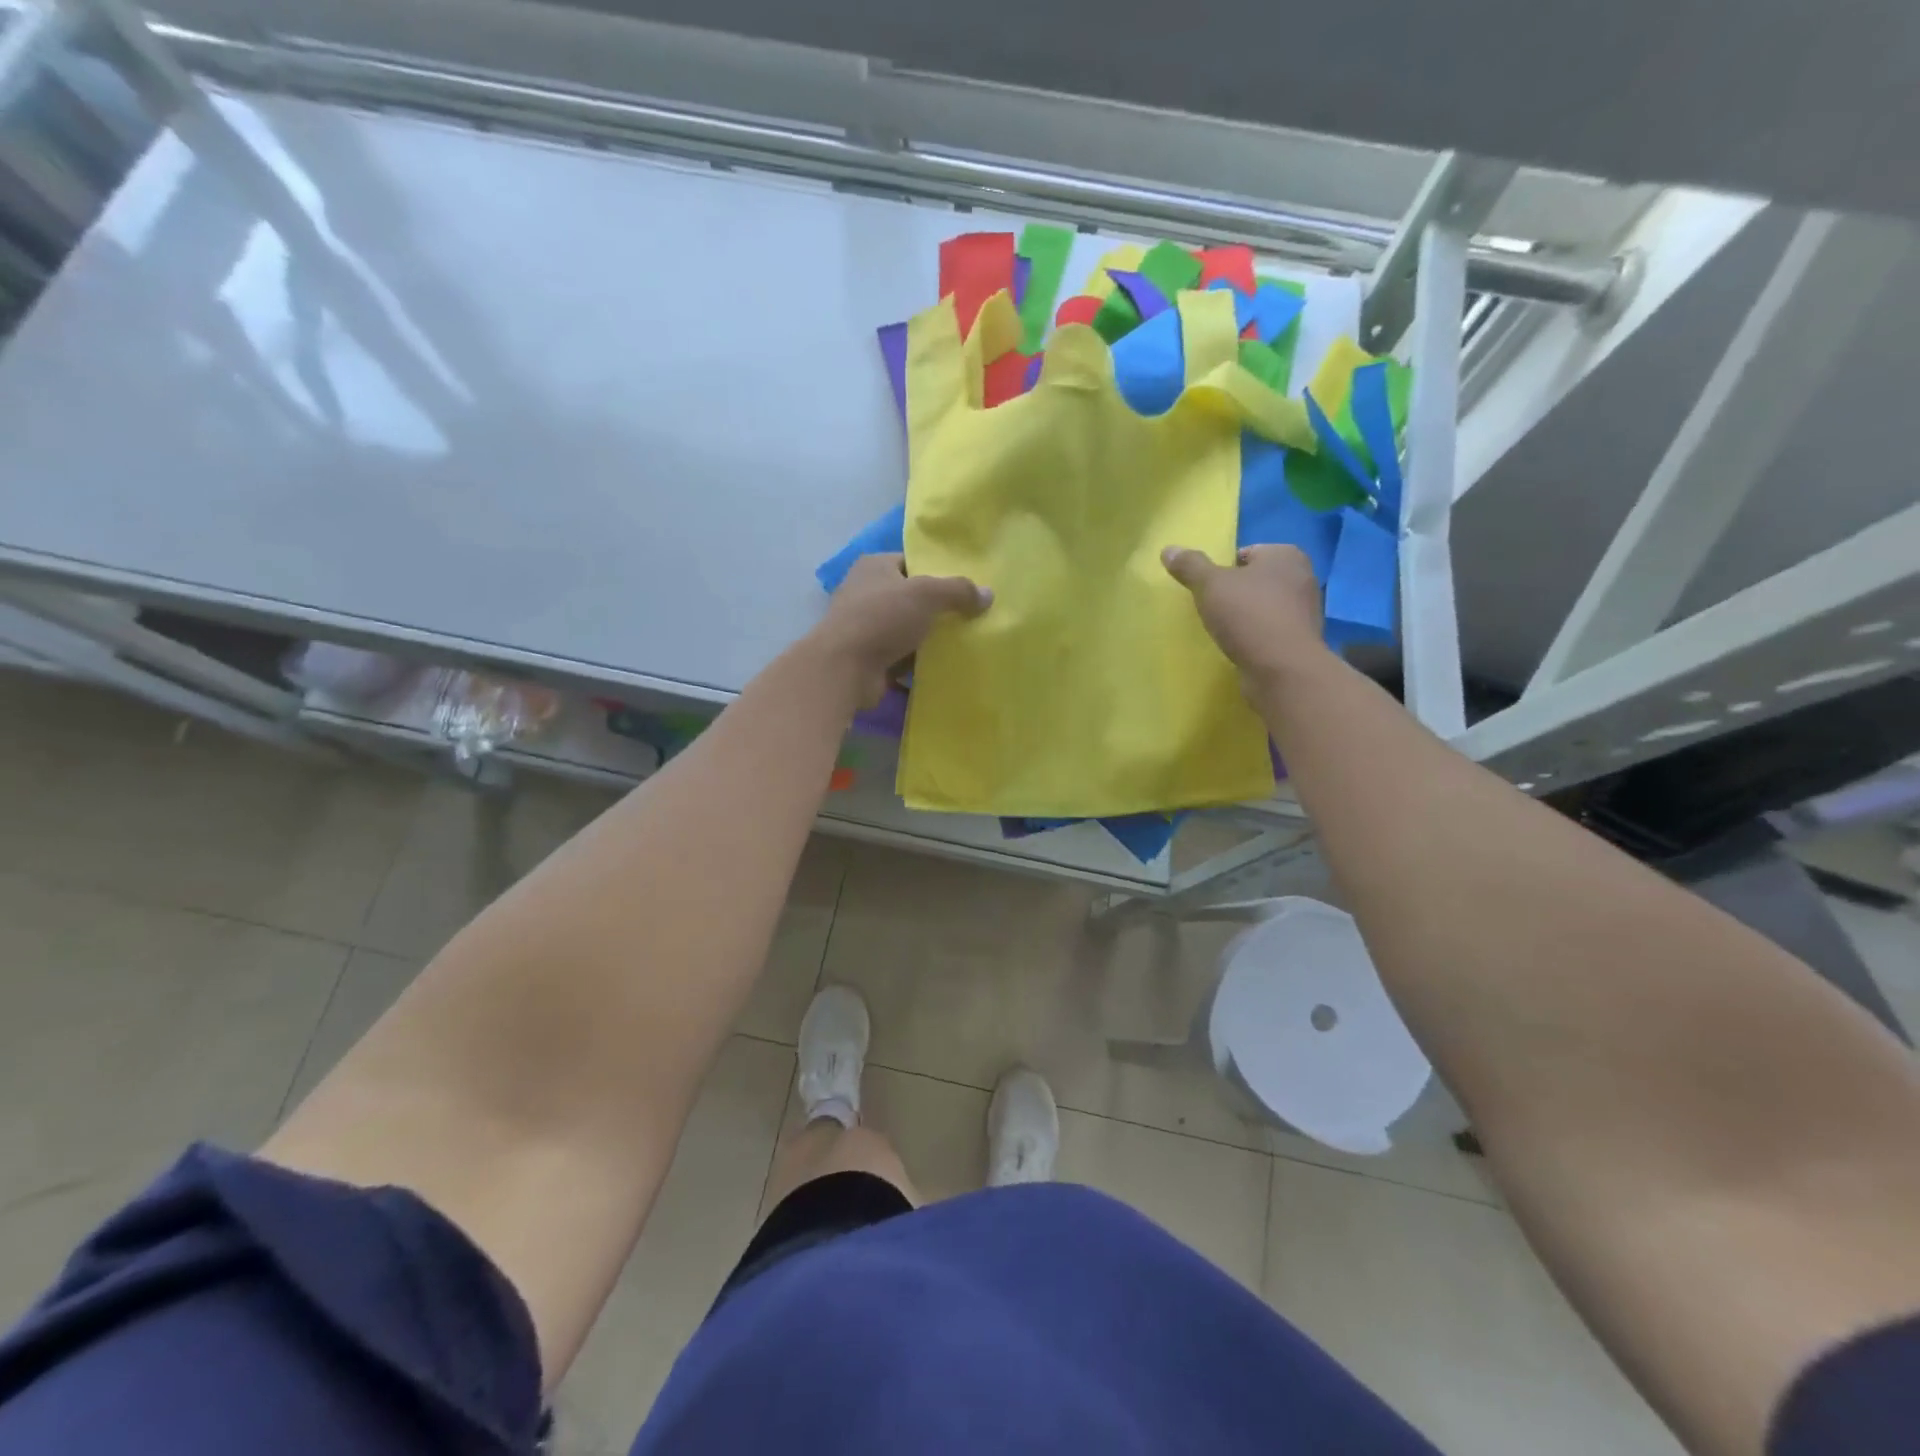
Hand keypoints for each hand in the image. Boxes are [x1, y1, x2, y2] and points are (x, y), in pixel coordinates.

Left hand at [809, 553, 991, 707]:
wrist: (844, 668)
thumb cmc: (882, 619)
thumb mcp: (926, 594)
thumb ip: (958, 590)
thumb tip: (988, 594)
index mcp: (874, 566)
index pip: (911, 563)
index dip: (938, 573)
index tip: (965, 590)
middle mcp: (865, 592)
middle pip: (911, 598)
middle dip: (937, 610)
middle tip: (969, 619)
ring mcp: (864, 627)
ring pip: (907, 630)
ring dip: (928, 640)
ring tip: (961, 645)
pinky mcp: (867, 658)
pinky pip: (900, 658)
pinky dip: (917, 664)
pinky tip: (942, 669)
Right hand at [1162, 544, 1325, 689]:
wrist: (1282, 668)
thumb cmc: (1248, 615)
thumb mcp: (1210, 585)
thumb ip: (1190, 566)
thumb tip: (1168, 550)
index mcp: (1285, 555)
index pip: (1246, 553)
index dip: (1223, 570)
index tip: (1208, 590)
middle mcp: (1302, 577)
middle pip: (1256, 580)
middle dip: (1235, 593)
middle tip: (1212, 610)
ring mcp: (1305, 610)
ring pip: (1264, 606)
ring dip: (1245, 616)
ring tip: (1224, 631)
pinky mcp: (1301, 640)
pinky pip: (1271, 631)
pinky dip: (1256, 636)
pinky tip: (1240, 648)